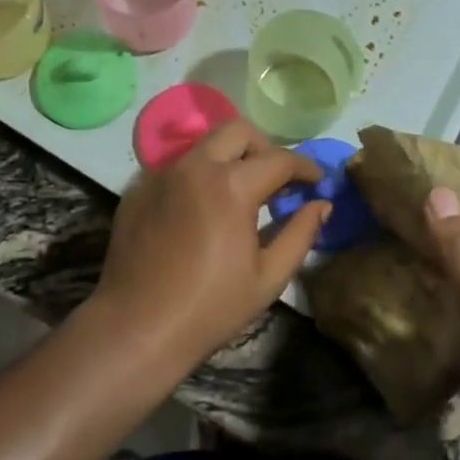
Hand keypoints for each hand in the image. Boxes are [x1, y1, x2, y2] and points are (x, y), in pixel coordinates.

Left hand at [90, 121, 325, 375]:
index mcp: (231, 185)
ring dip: (229, 159)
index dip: (305, 167)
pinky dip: (197, 177)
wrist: (136, 328)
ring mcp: (162, 173)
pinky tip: (200, 211)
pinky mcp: (139, 187)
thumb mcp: (268, 277)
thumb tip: (322, 204)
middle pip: (239, 131)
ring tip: (238, 195)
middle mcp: (195, 165)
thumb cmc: (210, 307)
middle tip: (275, 181)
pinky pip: (176, 167)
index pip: (279, 159)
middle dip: (264, 148)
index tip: (317, 181)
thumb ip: (300, 233)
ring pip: (204, 145)